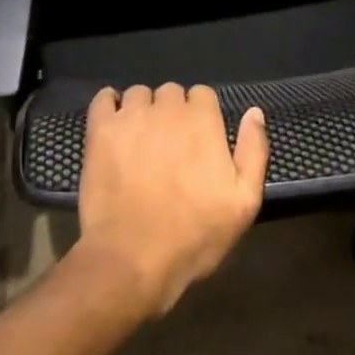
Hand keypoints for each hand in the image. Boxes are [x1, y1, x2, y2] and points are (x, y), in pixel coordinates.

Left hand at [75, 83, 268, 317]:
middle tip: (168, 148)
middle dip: (171, 113)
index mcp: (202, 119)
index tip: (196, 144)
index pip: (202, 95)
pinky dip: (108, 106)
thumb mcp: (243, 203)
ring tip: (139, 143)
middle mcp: (167, 107)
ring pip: (139, 95)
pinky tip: (113, 126)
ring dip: (142, 111)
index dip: (200, 117)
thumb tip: (254, 112)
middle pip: (170, 93)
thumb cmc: (193, 235)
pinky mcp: (100, 130)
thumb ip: (254, 151)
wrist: (132, 261)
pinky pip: (103, 99)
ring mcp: (131, 116)